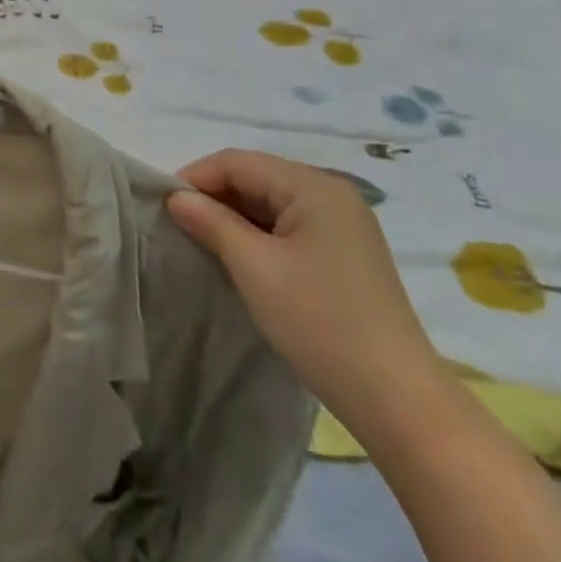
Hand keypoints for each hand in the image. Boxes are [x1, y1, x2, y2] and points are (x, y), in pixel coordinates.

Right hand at [166, 150, 439, 435]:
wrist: (397, 399)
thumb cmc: (320, 322)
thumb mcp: (254, 267)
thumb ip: (211, 222)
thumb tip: (176, 197)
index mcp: (314, 186)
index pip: (238, 162)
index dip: (196, 177)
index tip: (164, 207)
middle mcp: (332, 194)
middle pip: (256, 177)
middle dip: (213, 196)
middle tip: (179, 225)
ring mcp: (343, 224)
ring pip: (271, 202)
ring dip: (234, 216)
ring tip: (203, 241)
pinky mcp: (345, 252)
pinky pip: (288, 225)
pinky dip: (258, 233)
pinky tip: (240, 257)